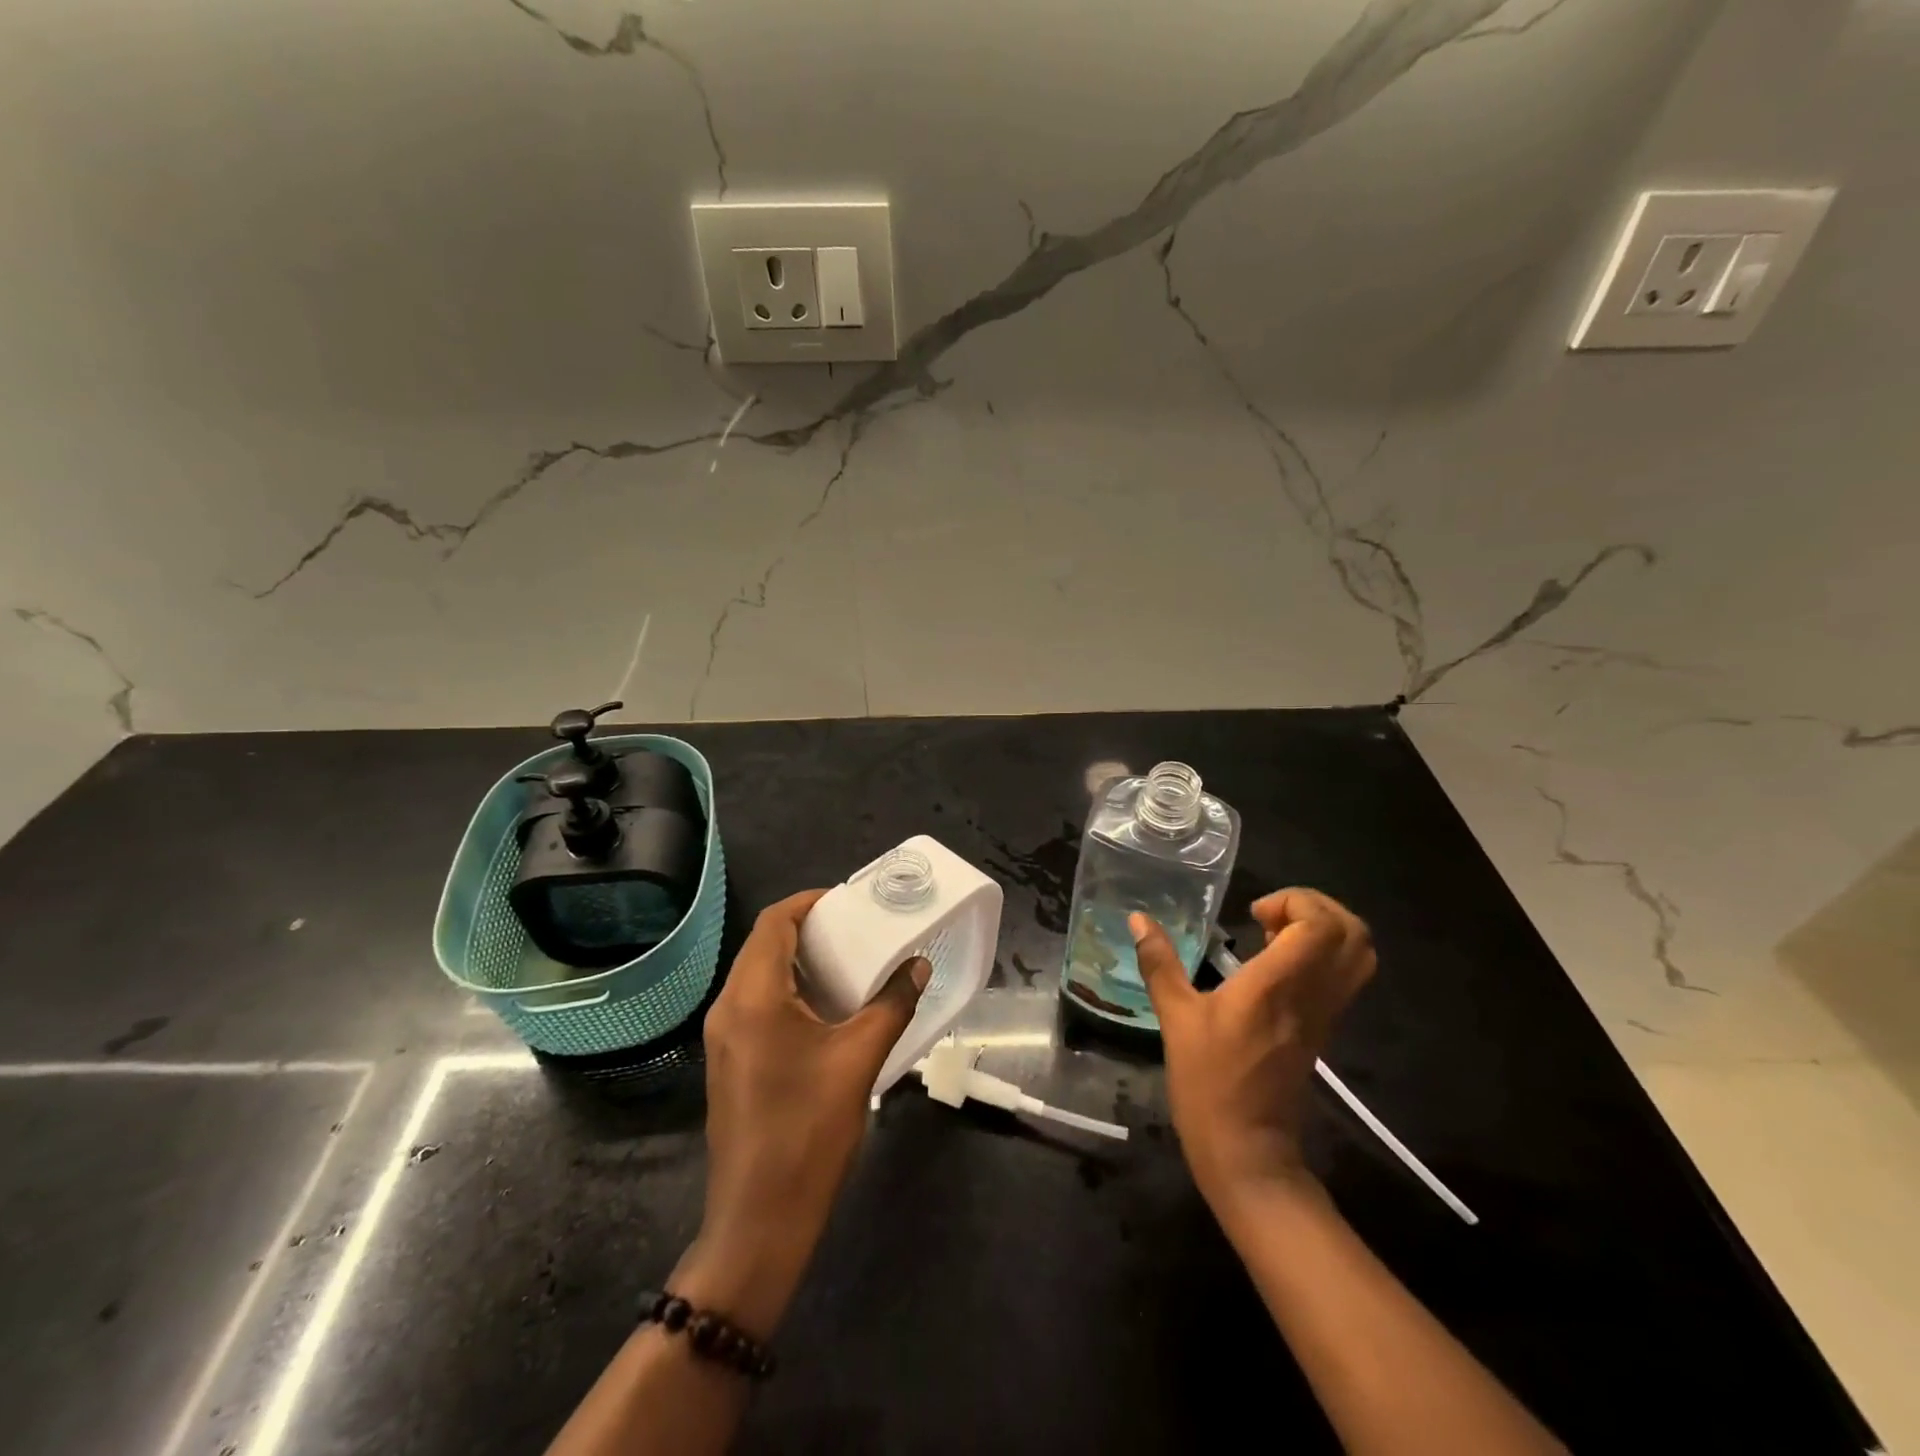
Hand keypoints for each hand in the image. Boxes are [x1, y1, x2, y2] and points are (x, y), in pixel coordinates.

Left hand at [675, 890, 928, 1336]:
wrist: (759, 1220)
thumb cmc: (809, 1131)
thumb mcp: (859, 1060)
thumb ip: (892, 1004)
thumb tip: (919, 964)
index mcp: (753, 996)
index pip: (773, 922)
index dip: (808, 902)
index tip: (848, 900)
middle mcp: (728, 1007)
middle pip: (762, 944)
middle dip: (807, 929)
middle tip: (855, 928)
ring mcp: (723, 1038)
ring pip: (757, 975)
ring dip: (797, 961)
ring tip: (846, 961)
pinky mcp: (728, 1062)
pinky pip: (754, 1004)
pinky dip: (787, 990)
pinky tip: (824, 1009)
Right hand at [1130, 888, 1374, 1214]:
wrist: (1248, 1150)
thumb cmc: (1208, 1082)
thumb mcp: (1176, 1019)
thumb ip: (1159, 963)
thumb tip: (1138, 919)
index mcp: (1278, 985)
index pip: (1321, 925)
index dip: (1296, 901)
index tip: (1255, 911)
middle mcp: (1312, 994)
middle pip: (1353, 933)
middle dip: (1316, 907)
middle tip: (1271, 914)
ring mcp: (1325, 1013)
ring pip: (1357, 956)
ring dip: (1324, 930)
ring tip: (1276, 933)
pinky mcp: (1323, 1029)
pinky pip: (1343, 977)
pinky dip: (1323, 955)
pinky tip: (1276, 963)